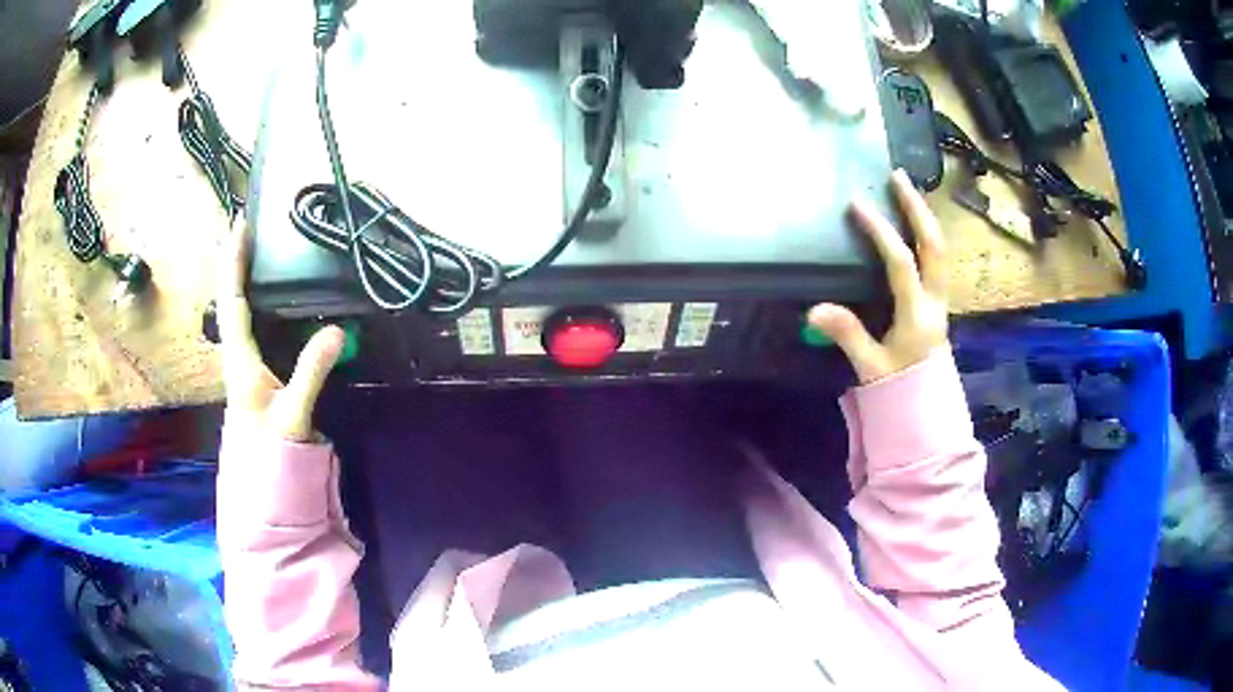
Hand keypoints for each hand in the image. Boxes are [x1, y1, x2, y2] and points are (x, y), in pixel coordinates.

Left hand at [217, 215, 344, 441]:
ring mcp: (245, 363)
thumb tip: (337, 329)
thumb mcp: (292, 415)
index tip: (241, 224)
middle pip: (231, 298)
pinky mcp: (257, 372)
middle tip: (253, 229)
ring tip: (261, 253)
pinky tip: (274, 299)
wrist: (262, 486)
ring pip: (240, 311)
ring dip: (246, 278)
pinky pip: (254, 325)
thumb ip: (311, 373)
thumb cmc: (270, 453)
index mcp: (240, 359)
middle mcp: (237, 354)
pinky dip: (259, 302)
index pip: (233, 300)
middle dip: (238, 261)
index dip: (235, 261)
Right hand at [809, 169, 948, 384]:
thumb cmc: (899, 387)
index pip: (902, 265)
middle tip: (897, 177)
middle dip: (916, 208)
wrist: (928, 404)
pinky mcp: (939, 300)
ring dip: (924, 216)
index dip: (881, 233)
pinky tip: (914, 221)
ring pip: (940, 249)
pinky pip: (937, 258)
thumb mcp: (870, 367)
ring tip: (906, 190)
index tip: (857, 205)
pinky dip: (926, 233)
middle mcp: (935, 300)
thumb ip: (847, 335)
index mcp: (917, 316)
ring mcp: (941, 298)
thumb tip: (814, 310)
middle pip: (934, 246)